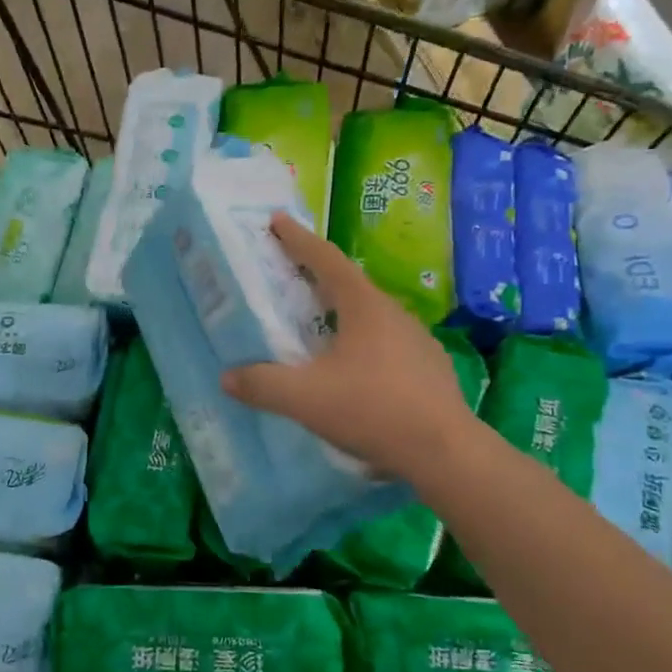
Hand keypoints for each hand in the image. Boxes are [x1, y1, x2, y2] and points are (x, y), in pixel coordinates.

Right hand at [222, 213, 472, 479]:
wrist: (444, 451)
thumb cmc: (372, 409)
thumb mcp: (305, 398)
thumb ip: (262, 385)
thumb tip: (227, 377)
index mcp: (364, 307)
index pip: (325, 260)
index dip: (298, 239)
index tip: (277, 220)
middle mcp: (393, 314)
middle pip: (349, 285)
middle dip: (317, 276)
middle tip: (290, 276)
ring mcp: (417, 341)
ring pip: (370, 316)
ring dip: (342, 313)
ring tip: (319, 326)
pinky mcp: (429, 369)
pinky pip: (387, 344)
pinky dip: (362, 344)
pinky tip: (354, 369)